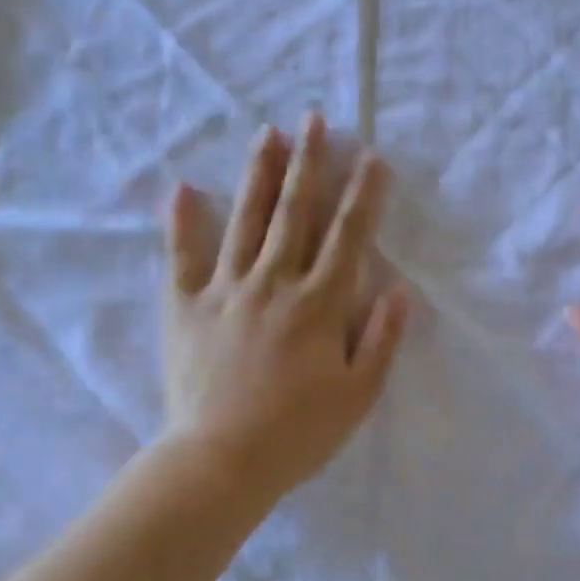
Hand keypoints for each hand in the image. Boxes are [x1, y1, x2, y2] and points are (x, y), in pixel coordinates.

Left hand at [161, 111, 407, 499]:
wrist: (221, 462)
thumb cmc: (298, 434)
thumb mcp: (358, 396)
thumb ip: (381, 340)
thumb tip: (397, 288)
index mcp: (319, 305)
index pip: (347, 237)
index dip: (363, 195)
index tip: (371, 158)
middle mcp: (273, 283)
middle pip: (295, 213)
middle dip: (308, 164)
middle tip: (314, 119)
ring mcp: (225, 290)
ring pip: (245, 220)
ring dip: (258, 174)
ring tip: (268, 134)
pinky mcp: (185, 307)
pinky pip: (182, 256)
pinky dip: (182, 222)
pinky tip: (182, 187)